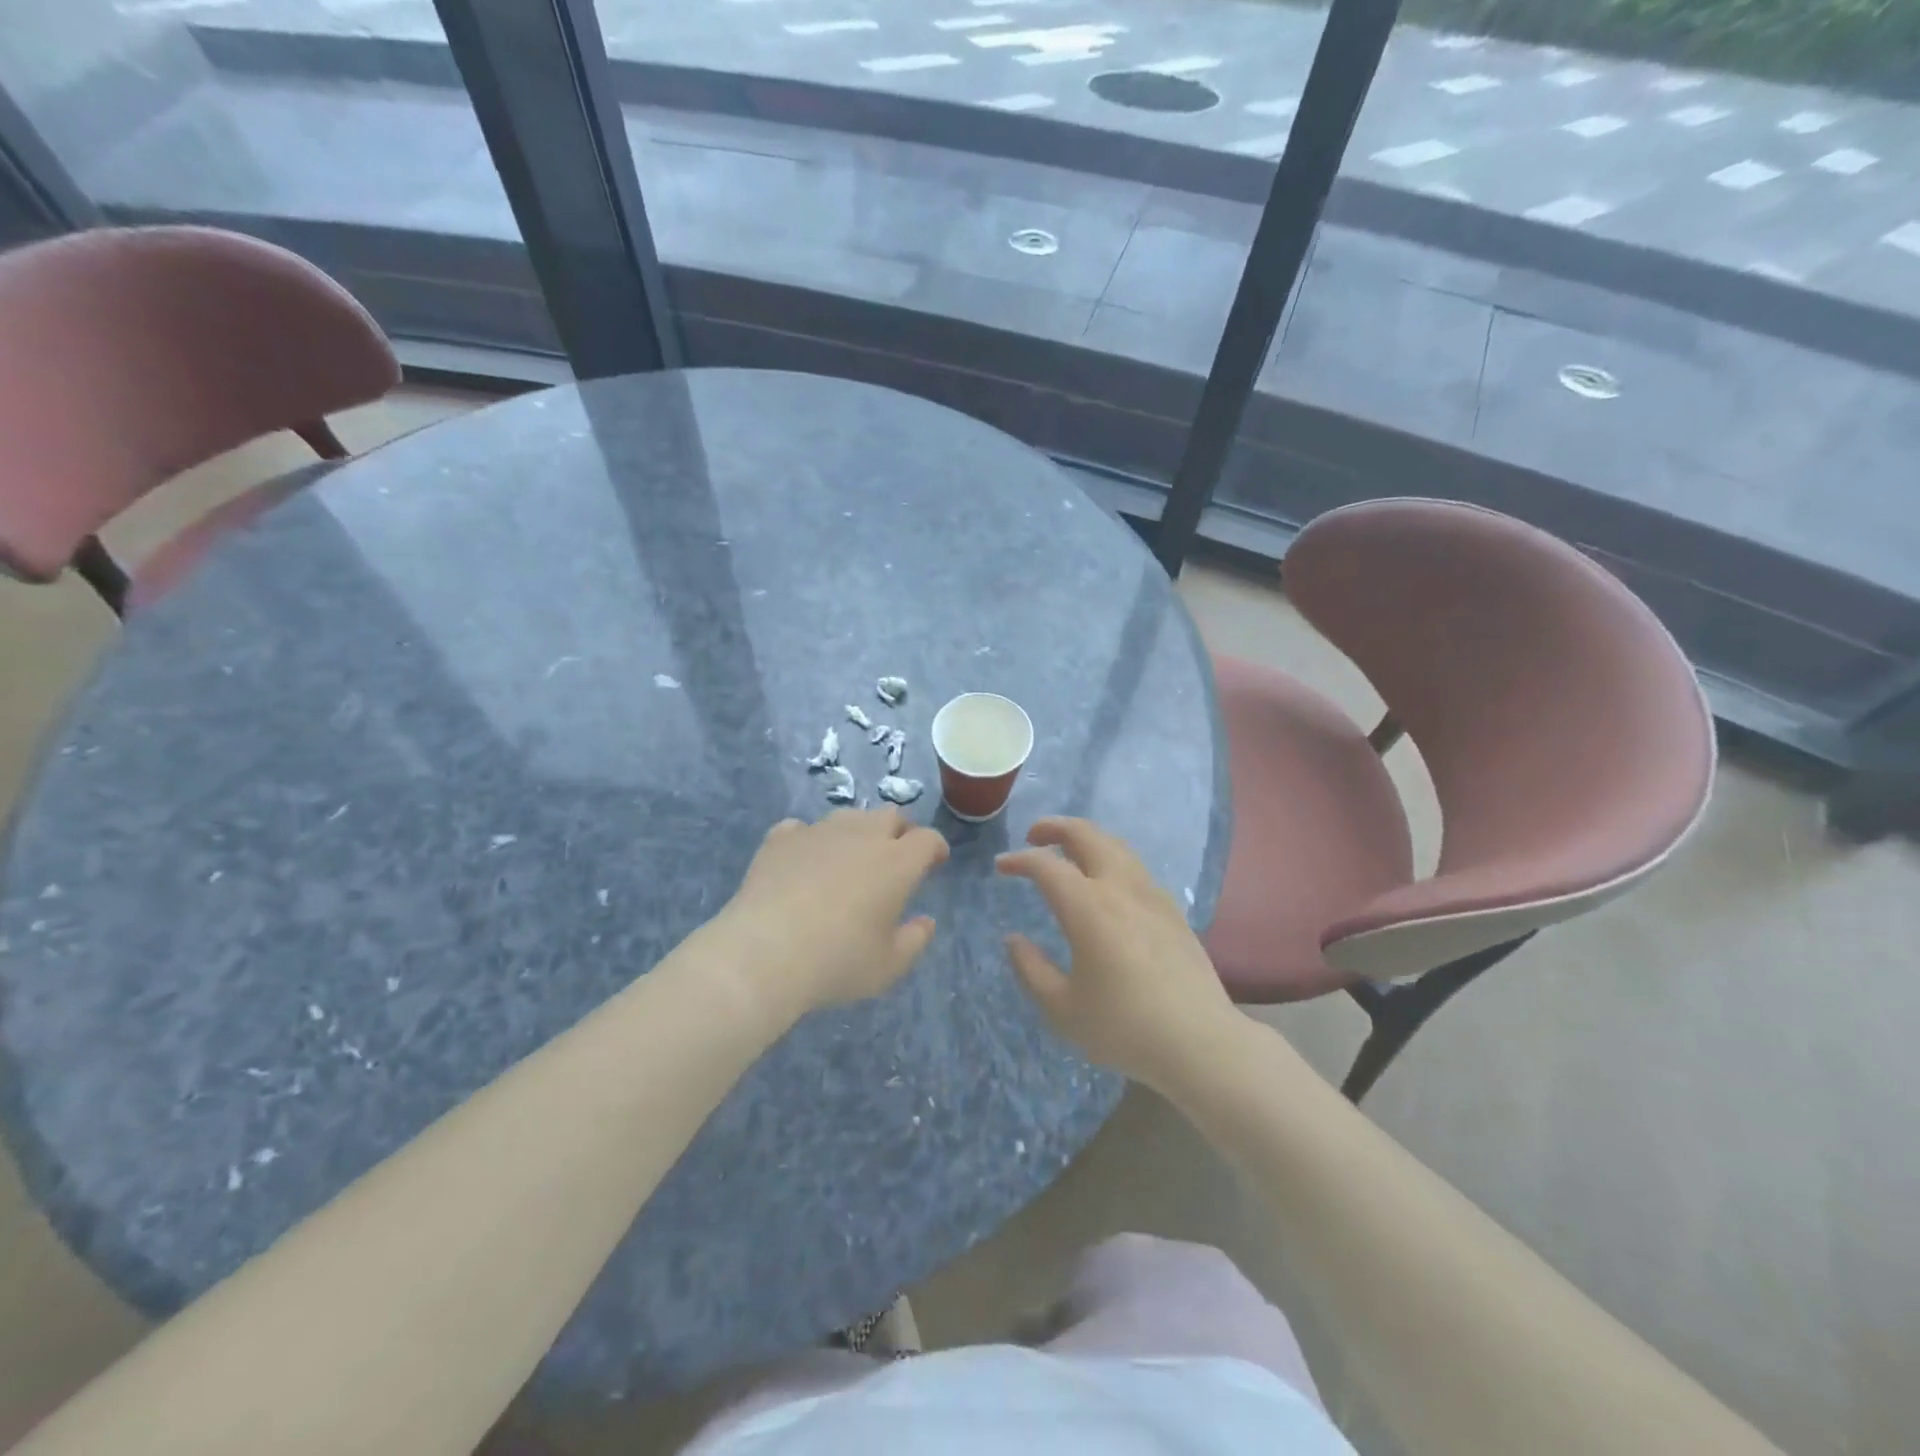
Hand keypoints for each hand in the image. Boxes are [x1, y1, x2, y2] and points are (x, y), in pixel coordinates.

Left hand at [713, 808, 948, 1017]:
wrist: (764, 953)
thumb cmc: (837, 961)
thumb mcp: (888, 966)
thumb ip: (915, 941)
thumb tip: (925, 922)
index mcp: (896, 863)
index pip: (927, 839)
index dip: (935, 848)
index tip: (935, 862)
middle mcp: (861, 836)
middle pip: (890, 816)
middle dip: (899, 832)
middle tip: (896, 857)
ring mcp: (818, 832)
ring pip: (848, 817)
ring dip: (857, 832)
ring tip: (849, 858)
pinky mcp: (781, 839)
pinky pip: (802, 829)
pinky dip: (810, 841)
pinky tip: (804, 861)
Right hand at [997, 818, 1237, 1094]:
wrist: (1201, 1043)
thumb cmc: (1124, 1028)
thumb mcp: (1062, 1009)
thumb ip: (1031, 969)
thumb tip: (1014, 940)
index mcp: (1088, 908)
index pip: (1046, 865)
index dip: (1019, 859)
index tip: (1001, 867)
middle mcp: (1120, 889)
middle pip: (1087, 835)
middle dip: (1055, 827)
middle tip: (1033, 836)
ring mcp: (1152, 895)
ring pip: (1115, 845)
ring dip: (1085, 839)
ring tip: (1067, 853)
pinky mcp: (1172, 910)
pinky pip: (1135, 867)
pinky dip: (1110, 859)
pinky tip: (1106, 885)